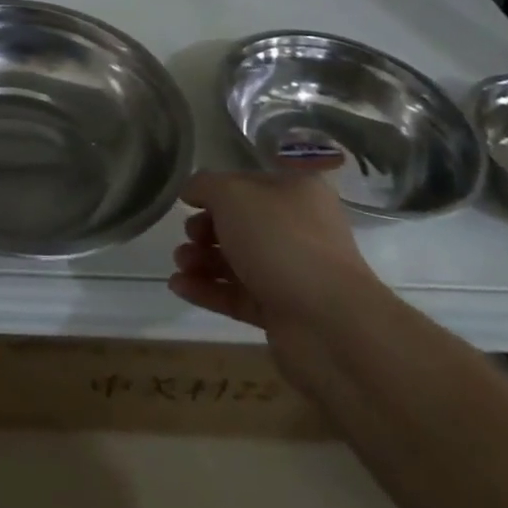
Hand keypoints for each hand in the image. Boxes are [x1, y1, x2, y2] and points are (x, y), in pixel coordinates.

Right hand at [168, 171, 376, 340]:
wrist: (329, 324)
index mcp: (296, 192)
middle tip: (188, 237)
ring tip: (180, 264)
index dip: (215, 190)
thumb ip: (205, 185)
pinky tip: (179, 286)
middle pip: (240, 224)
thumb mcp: (232, 195)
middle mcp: (298, 229)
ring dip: (202, 260)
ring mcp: (292, 272)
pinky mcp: (282, 311)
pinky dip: (208, 290)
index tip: (187, 203)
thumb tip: (192, 191)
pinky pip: (238, 294)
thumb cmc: (280, 241)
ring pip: (237, 260)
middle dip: (205, 229)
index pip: (246, 183)